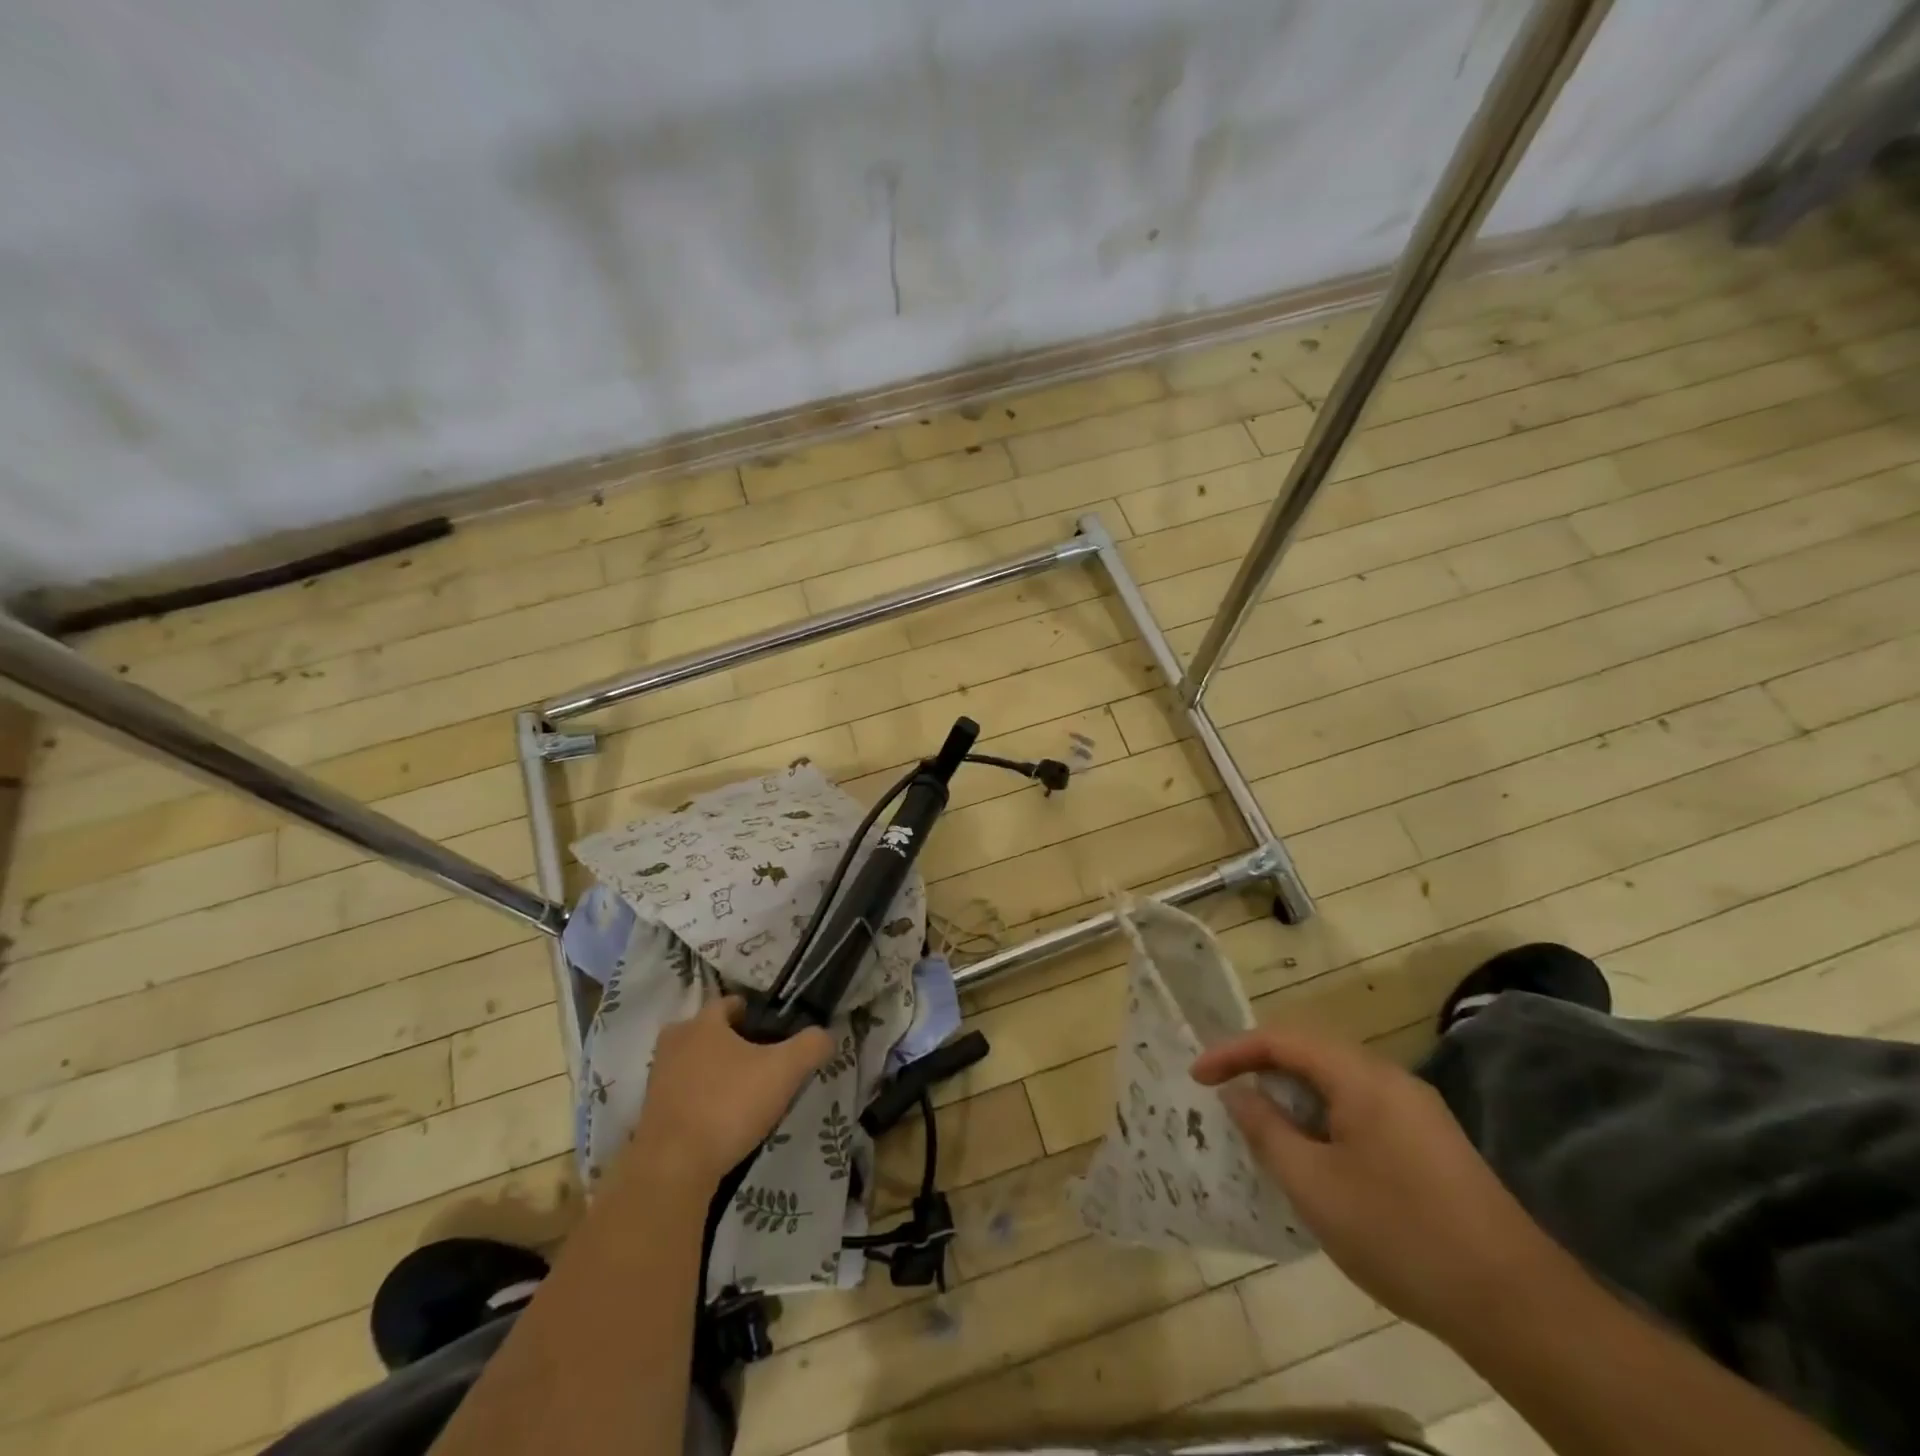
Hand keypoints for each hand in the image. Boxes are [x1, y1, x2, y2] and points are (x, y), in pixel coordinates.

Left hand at [622, 998, 832, 1193]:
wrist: (673, 1168)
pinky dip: (699, 1099)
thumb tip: (826, 1036)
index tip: (772, 1031)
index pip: (729, 1003)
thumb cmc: (729, 1105)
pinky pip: (682, 1094)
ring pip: (692, 1062)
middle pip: (707, 1031)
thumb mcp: (785, 1071)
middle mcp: (675, 1042)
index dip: (753, 1013)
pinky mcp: (650, 1113)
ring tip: (741, 1093)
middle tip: (758, 1062)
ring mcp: (658, 1078)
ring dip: (713, 1072)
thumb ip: (811, 1046)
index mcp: (703, 1023)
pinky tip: (720, 1119)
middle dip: (730, 1042)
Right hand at [1191, 1026, 1553, 1340]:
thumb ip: (1266, 1130)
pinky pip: (1362, 1111)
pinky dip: (1325, 1121)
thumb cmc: (1400, 1234)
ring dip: (1295, 1098)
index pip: (1283, 1040)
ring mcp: (1418, 1112)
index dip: (1234, 1052)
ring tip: (1265, 1130)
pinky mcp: (1432, 1144)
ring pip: (1338, 1084)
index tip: (1198, 1077)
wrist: (1519, 1308)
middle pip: (1312, 1053)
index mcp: (1362, 1077)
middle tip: (1227, 1098)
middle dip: (1263, 1070)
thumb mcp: (1314, 1185)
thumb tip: (1238, 1094)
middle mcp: (1391, 1079)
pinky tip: (1317, 1161)